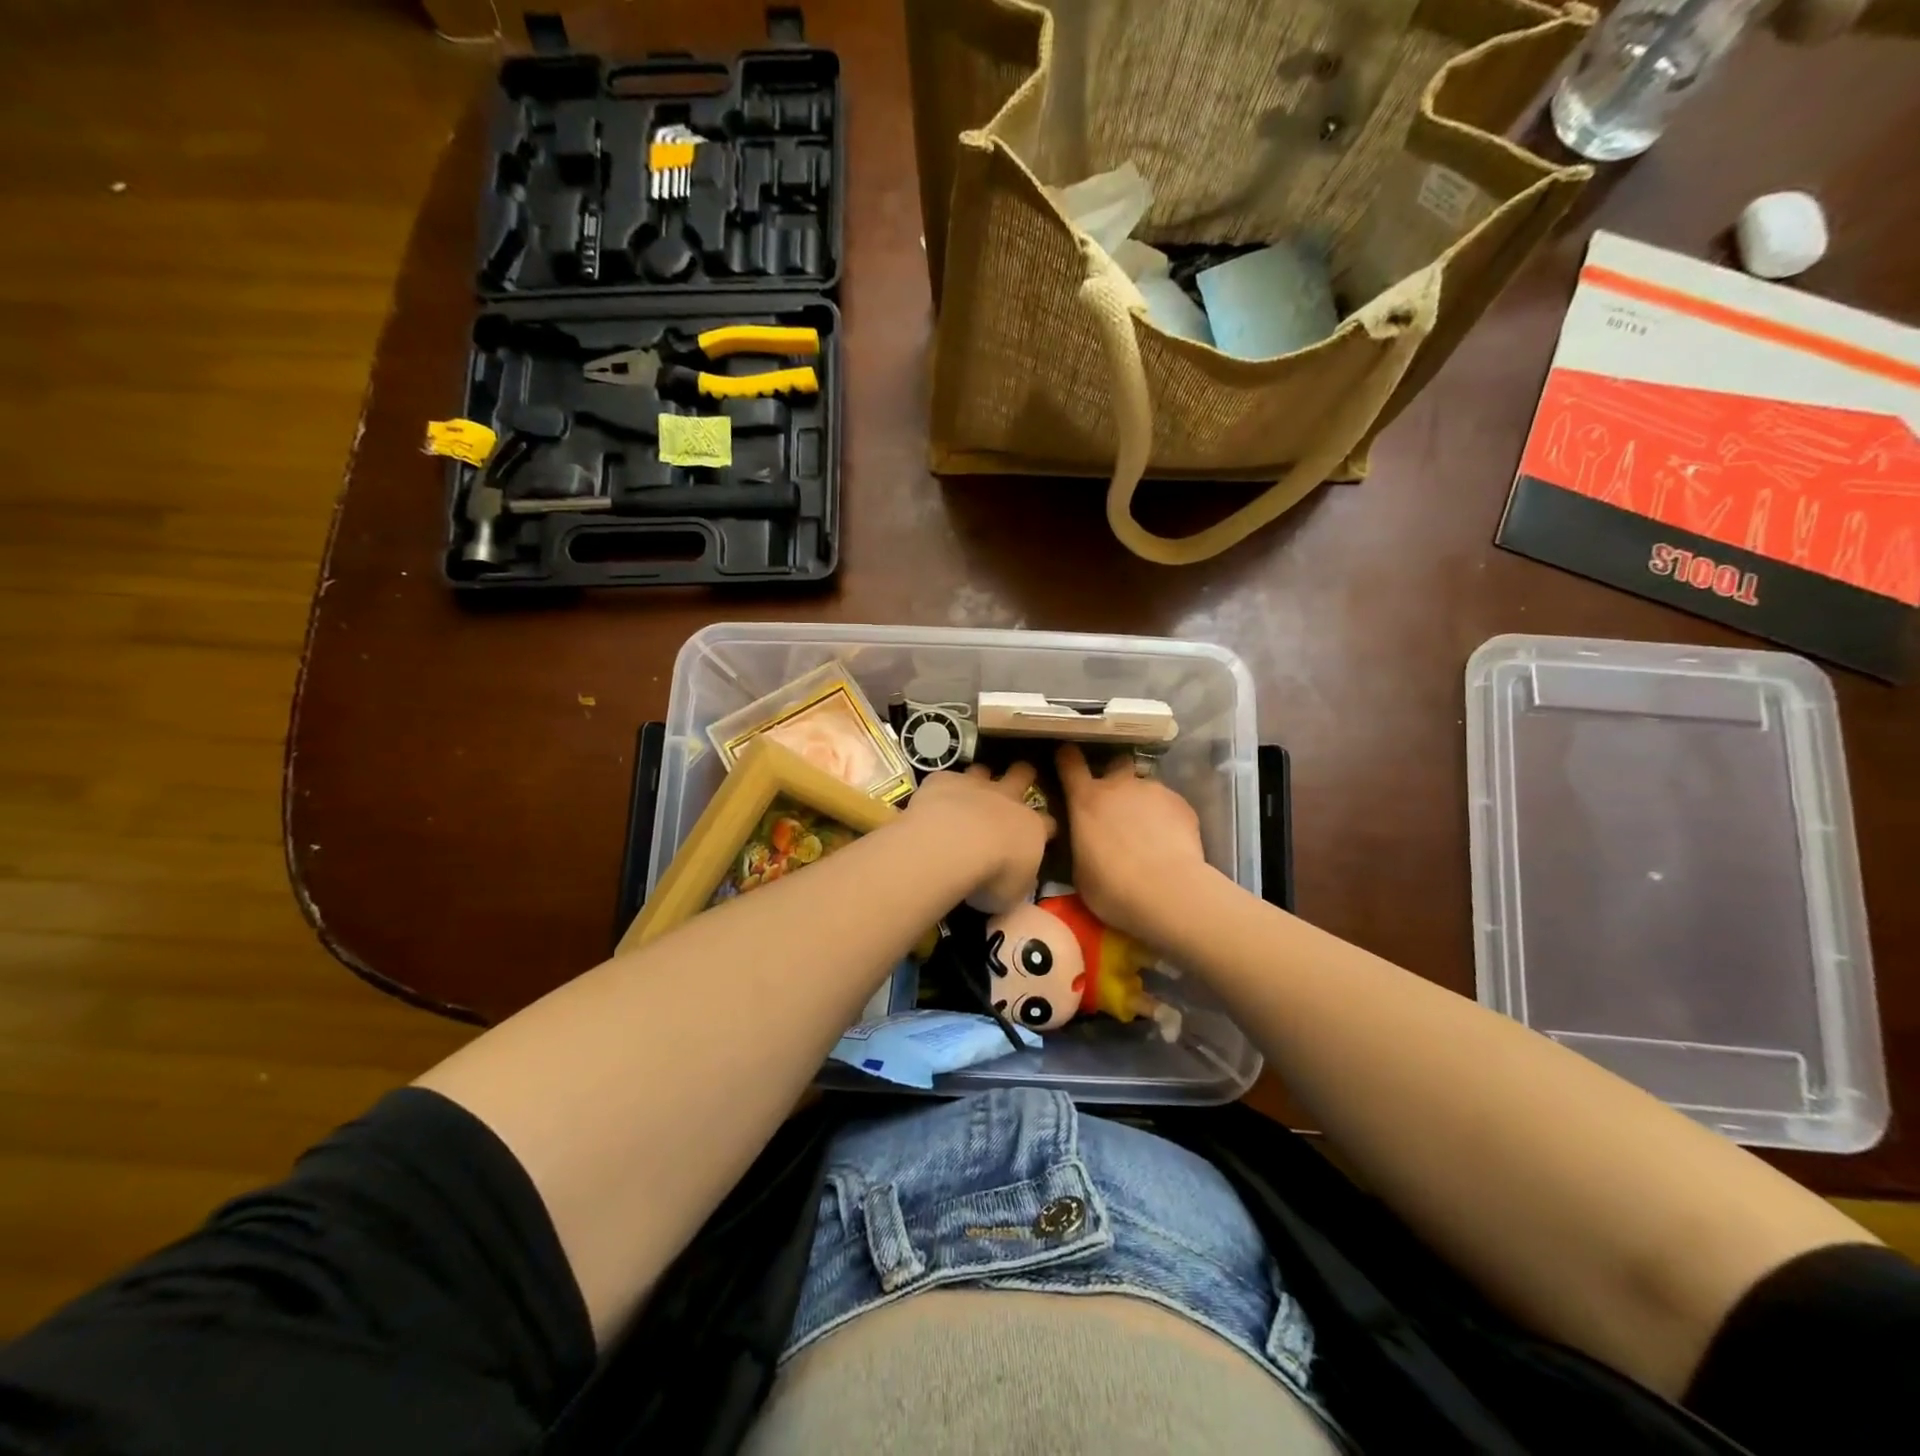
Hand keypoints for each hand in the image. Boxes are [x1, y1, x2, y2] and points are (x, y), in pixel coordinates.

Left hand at [904, 761, 1054, 913]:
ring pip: (982, 771)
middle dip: (1022, 776)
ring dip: (978, 779)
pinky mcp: (943, 781)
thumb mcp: (1012, 895)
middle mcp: (1006, 800)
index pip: (1049, 823)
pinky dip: (942, 789)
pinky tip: (933, 802)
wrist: (954, 845)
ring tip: (969, 792)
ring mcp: (974, 786)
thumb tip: (1021, 890)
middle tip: (1017, 782)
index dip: (1047, 828)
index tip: (1044, 834)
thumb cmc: (991, 876)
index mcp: (1031, 828)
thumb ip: (1018, 886)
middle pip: (1022, 775)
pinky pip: (945, 779)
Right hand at [1055, 743, 1208, 943]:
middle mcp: (1119, 785)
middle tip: (1116, 800)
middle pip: (1115, 762)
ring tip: (1148, 830)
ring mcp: (1153, 790)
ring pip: (1145, 786)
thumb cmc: (1111, 887)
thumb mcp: (1079, 869)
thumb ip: (1081, 843)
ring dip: (1142, 801)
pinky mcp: (1181, 803)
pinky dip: (1166, 816)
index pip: (1070, 762)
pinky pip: (1168, 803)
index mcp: (1086, 800)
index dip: (1067, 757)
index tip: (1067, 757)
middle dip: (1114, 775)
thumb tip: (1085, 839)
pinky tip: (1170, 840)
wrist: (1167, 892)